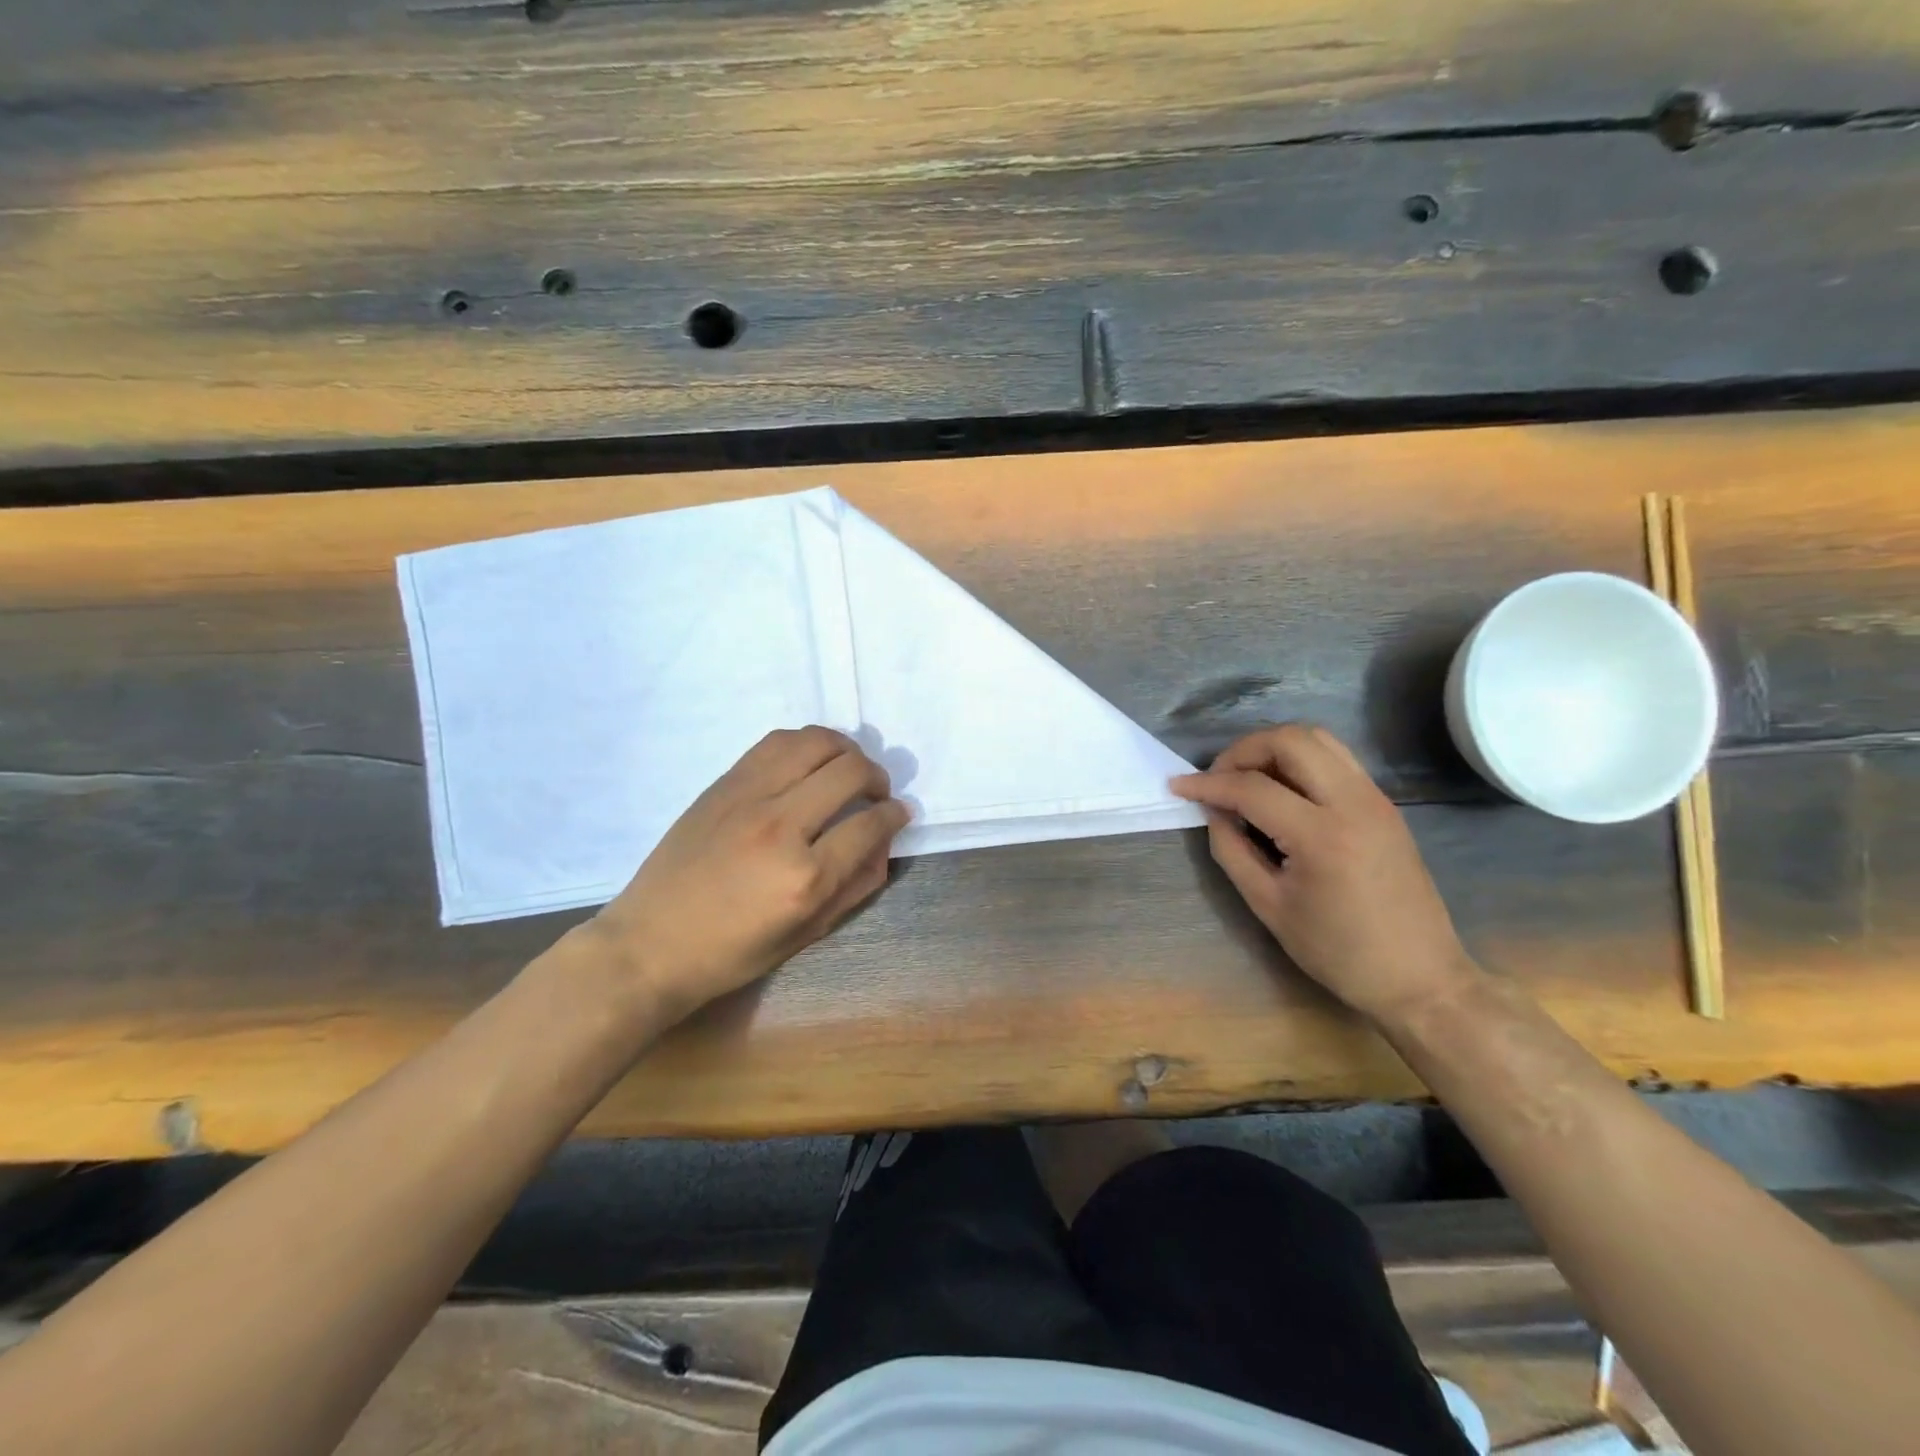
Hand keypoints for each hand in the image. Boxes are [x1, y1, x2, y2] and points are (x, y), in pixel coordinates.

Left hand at [589, 727, 908, 1025]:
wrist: (651, 943)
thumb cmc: (732, 953)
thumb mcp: (806, 934)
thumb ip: (855, 886)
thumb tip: (885, 842)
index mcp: (805, 878)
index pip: (870, 825)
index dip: (894, 815)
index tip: (898, 814)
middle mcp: (781, 827)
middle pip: (849, 772)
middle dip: (877, 778)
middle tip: (876, 793)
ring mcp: (748, 798)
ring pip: (814, 743)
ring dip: (845, 750)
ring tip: (847, 768)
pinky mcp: (723, 784)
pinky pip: (776, 743)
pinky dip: (805, 744)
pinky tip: (809, 762)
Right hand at [1170, 723, 1479, 1024]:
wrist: (1418, 976)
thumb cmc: (1337, 951)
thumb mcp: (1268, 906)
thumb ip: (1232, 850)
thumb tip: (1212, 811)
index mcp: (1322, 836)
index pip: (1252, 788)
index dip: (1207, 784)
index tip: (1178, 786)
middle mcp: (1353, 803)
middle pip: (1290, 740)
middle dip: (1243, 750)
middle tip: (1218, 778)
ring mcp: (1374, 798)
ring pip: (1318, 739)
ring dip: (1273, 748)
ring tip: (1246, 779)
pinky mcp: (1383, 804)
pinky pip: (1335, 759)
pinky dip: (1299, 760)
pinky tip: (1280, 790)